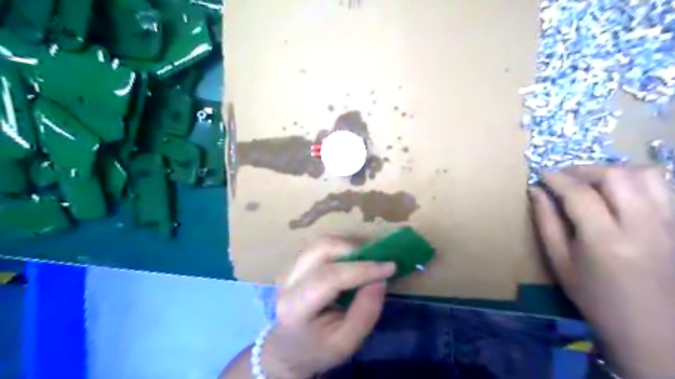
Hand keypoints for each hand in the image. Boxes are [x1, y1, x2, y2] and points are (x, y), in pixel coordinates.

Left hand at [260, 237, 393, 374]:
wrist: (288, 348)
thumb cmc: (318, 349)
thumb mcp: (347, 342)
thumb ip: (366, 312)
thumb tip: (379, 280)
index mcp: (296, 307)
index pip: (330, 277)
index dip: (362, 269)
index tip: (390, 267)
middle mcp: (287, 282)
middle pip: (321, 249)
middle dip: (353, 249)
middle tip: (376, 262)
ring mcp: (289, 269)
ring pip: (320, 242)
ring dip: (347, 246)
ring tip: (365, 261)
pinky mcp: (295, 264)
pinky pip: (320, 246)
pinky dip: (340, 248)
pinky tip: (351, 262)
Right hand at [531, 165, 674, 374]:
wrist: (653, 329)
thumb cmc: (596, 297)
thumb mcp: (560, 263)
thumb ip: (546, 222)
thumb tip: (536, 191)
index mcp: (605, 240)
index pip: (578, 193)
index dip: (556, 178)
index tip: (541, 173)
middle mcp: (644, 226)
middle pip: (616, 176)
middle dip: (584, 170)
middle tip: (565, 177)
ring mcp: (671, 225)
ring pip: (647, 175)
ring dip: (614, 170)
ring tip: (593, 181)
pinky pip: (665, 187)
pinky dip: (639, 180)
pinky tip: (621, 191)